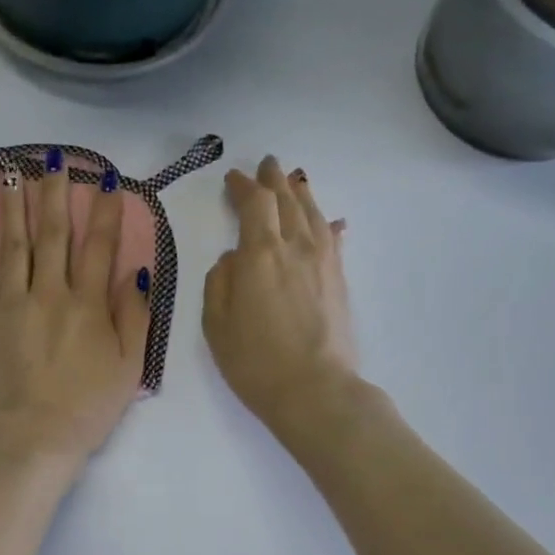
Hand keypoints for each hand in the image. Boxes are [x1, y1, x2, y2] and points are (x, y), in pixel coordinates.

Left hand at [0, 155, 150, 465]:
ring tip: (12, 172)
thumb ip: (135, 316)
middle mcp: (49, 293)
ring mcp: (11, 305)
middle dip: (55, 193)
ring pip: (13, 245)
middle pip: (53, 234)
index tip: (107, 180)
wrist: (32, 439)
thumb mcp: (129, 368)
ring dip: (14, 206)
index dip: (105, 211)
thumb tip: (138, 271)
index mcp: (88, 305)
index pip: (100, 246)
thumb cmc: (87, 408)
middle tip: (54, 158)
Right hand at [203, 156, 359, 435]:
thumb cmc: (254, 361)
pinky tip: (330, 221)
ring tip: (294, 181)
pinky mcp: (339, 279)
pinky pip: (333, 238)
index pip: (255, 203)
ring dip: (301, 193)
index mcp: (260, 254)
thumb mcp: (216, 323)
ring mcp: (323, 261)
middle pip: (287, 200)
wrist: (314, 390)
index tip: (233, 178)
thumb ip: (219, 281)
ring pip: (313, 213)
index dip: (243, 186)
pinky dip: (327, 224)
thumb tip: (233, 258)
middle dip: (274, 180)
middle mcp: (295, 246)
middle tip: (267, 165)